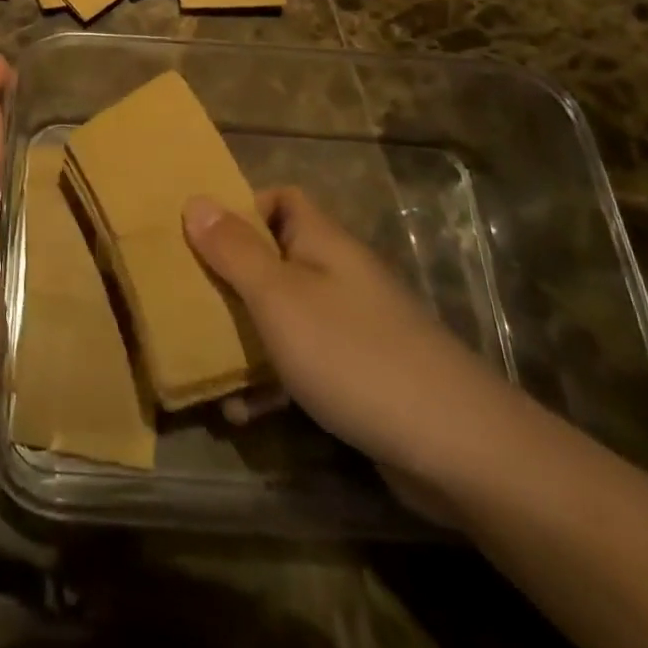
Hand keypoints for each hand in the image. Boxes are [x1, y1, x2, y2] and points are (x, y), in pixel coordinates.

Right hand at [183, 187, 519, 504]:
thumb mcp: (279, 297)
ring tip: (204, 362)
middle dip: (231, 278)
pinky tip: (242, 413)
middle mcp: (337, 275)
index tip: (202, 235)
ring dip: (245, 336)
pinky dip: (272, 381)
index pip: (281, 199)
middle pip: (275, 258)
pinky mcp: (360, 377)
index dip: (242, 208)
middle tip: (189, 298)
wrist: (458, 448)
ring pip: (284, 315)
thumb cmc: (353, 353)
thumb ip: (234, 250)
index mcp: (322, 242)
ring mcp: (352, 327)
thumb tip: (195, 200)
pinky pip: (302, 364)